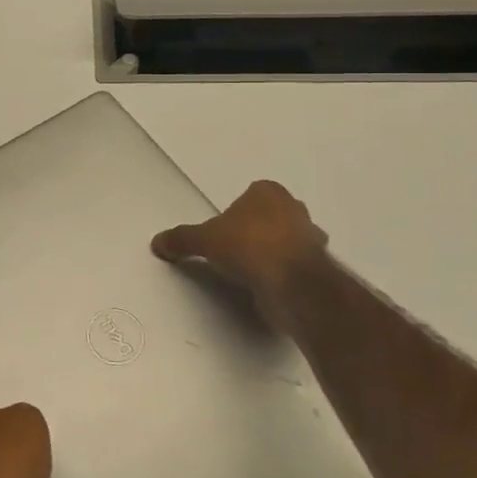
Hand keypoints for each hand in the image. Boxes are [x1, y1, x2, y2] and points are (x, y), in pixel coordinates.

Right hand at [151, 180, 330, 326]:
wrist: (291, 282)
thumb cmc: (247, 245)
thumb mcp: (203, 240)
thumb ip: (181, 239)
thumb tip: (157, 242)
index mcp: (269, 192)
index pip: (250, 195)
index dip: (236, 213)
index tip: (223, 232)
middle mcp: (294, 208)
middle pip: (271, 216)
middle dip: (256, 230)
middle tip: (235, 249)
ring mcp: (311, 237)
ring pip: (287, 240)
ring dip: (273, 252)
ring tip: (250, 271)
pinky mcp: (319, 266)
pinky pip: (295, 265)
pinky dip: (283, 273)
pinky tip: (266, 285)